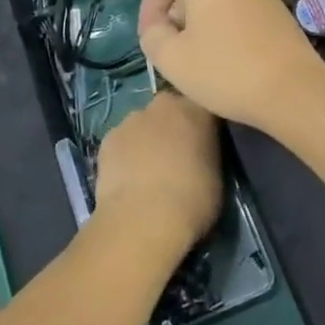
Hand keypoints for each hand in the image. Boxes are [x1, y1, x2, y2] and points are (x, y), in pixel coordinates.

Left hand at [92, 90, 223, 259]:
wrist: (144, 219)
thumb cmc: (192, 200)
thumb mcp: (216, 177)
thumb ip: (206, 155)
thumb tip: (198, 158)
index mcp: (197, 110)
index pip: (204, 106)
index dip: (204, 125)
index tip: (205, 143)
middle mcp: (165, 105)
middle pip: (170, 109)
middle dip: (172, 126)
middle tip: (176, 155)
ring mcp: (133, 119)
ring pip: (142, 124)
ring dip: (146, 139)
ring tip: (148, 172)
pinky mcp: (108, 138)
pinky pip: (121, 142)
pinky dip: (125, 154)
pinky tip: (127, 179)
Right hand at [138, 0, 324, 130]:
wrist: (294, 89)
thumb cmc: (226, 71)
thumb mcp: (171, 59)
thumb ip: (152, 36)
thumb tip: (160, 27)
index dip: (147, 10)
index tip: (150, 42)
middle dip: (174, 14)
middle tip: (173, 50)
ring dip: (200, 19)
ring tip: (200, 54)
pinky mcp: (276, 3)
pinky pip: (237, 4)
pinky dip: (224, 22)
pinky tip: (228, 53)